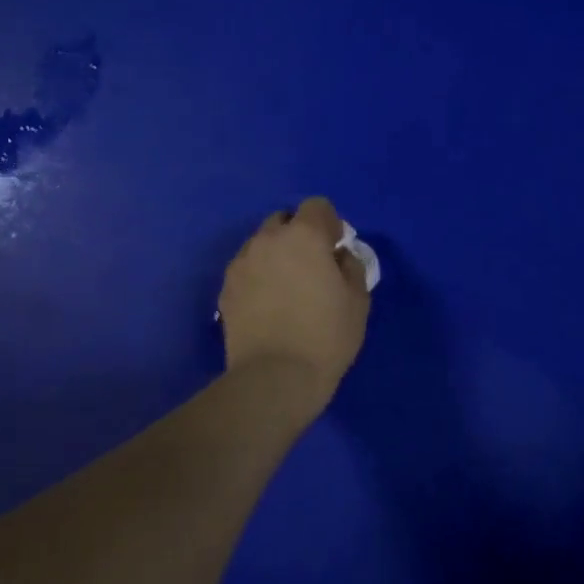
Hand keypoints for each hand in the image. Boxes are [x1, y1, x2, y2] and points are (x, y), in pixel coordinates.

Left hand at [219, 197, 370, 402]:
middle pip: (283, 220)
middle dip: (298, 235)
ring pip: (261, 244)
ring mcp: (242, 263)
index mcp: (304, 235)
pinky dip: (258, 276)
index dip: (329, 223)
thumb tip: (338, 256)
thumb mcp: (358, 300)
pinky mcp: (225, 288)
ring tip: (286, 288)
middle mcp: (268, 240)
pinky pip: (246, 269)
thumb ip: (351, 266)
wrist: (274, 378)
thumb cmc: (326, 336)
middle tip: (311, 267)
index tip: (336, 248)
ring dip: (275, 255)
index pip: (317, 206)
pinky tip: (268, 305)